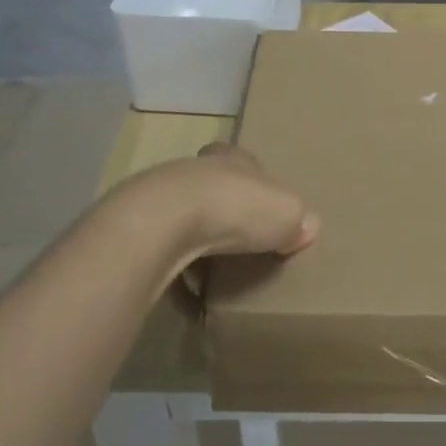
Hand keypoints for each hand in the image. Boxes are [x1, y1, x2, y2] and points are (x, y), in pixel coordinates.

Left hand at [118, 142, 318, 266]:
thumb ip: (298, 219)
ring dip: (196, 239)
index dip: (254, 183)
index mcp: (231, 157)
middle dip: (223, 210)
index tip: (261, 207)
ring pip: (183, 216)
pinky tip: (186, 288)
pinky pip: (163, 250)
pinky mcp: (139, 229)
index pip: (243, 160)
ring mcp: (161, 197)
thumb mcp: (286, 212)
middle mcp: (195, 169)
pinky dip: (175, 266)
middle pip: (212, 188)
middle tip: (240, 240)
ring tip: (214, 269)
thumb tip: (306, 228)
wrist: (165, 221)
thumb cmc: (235, 206)